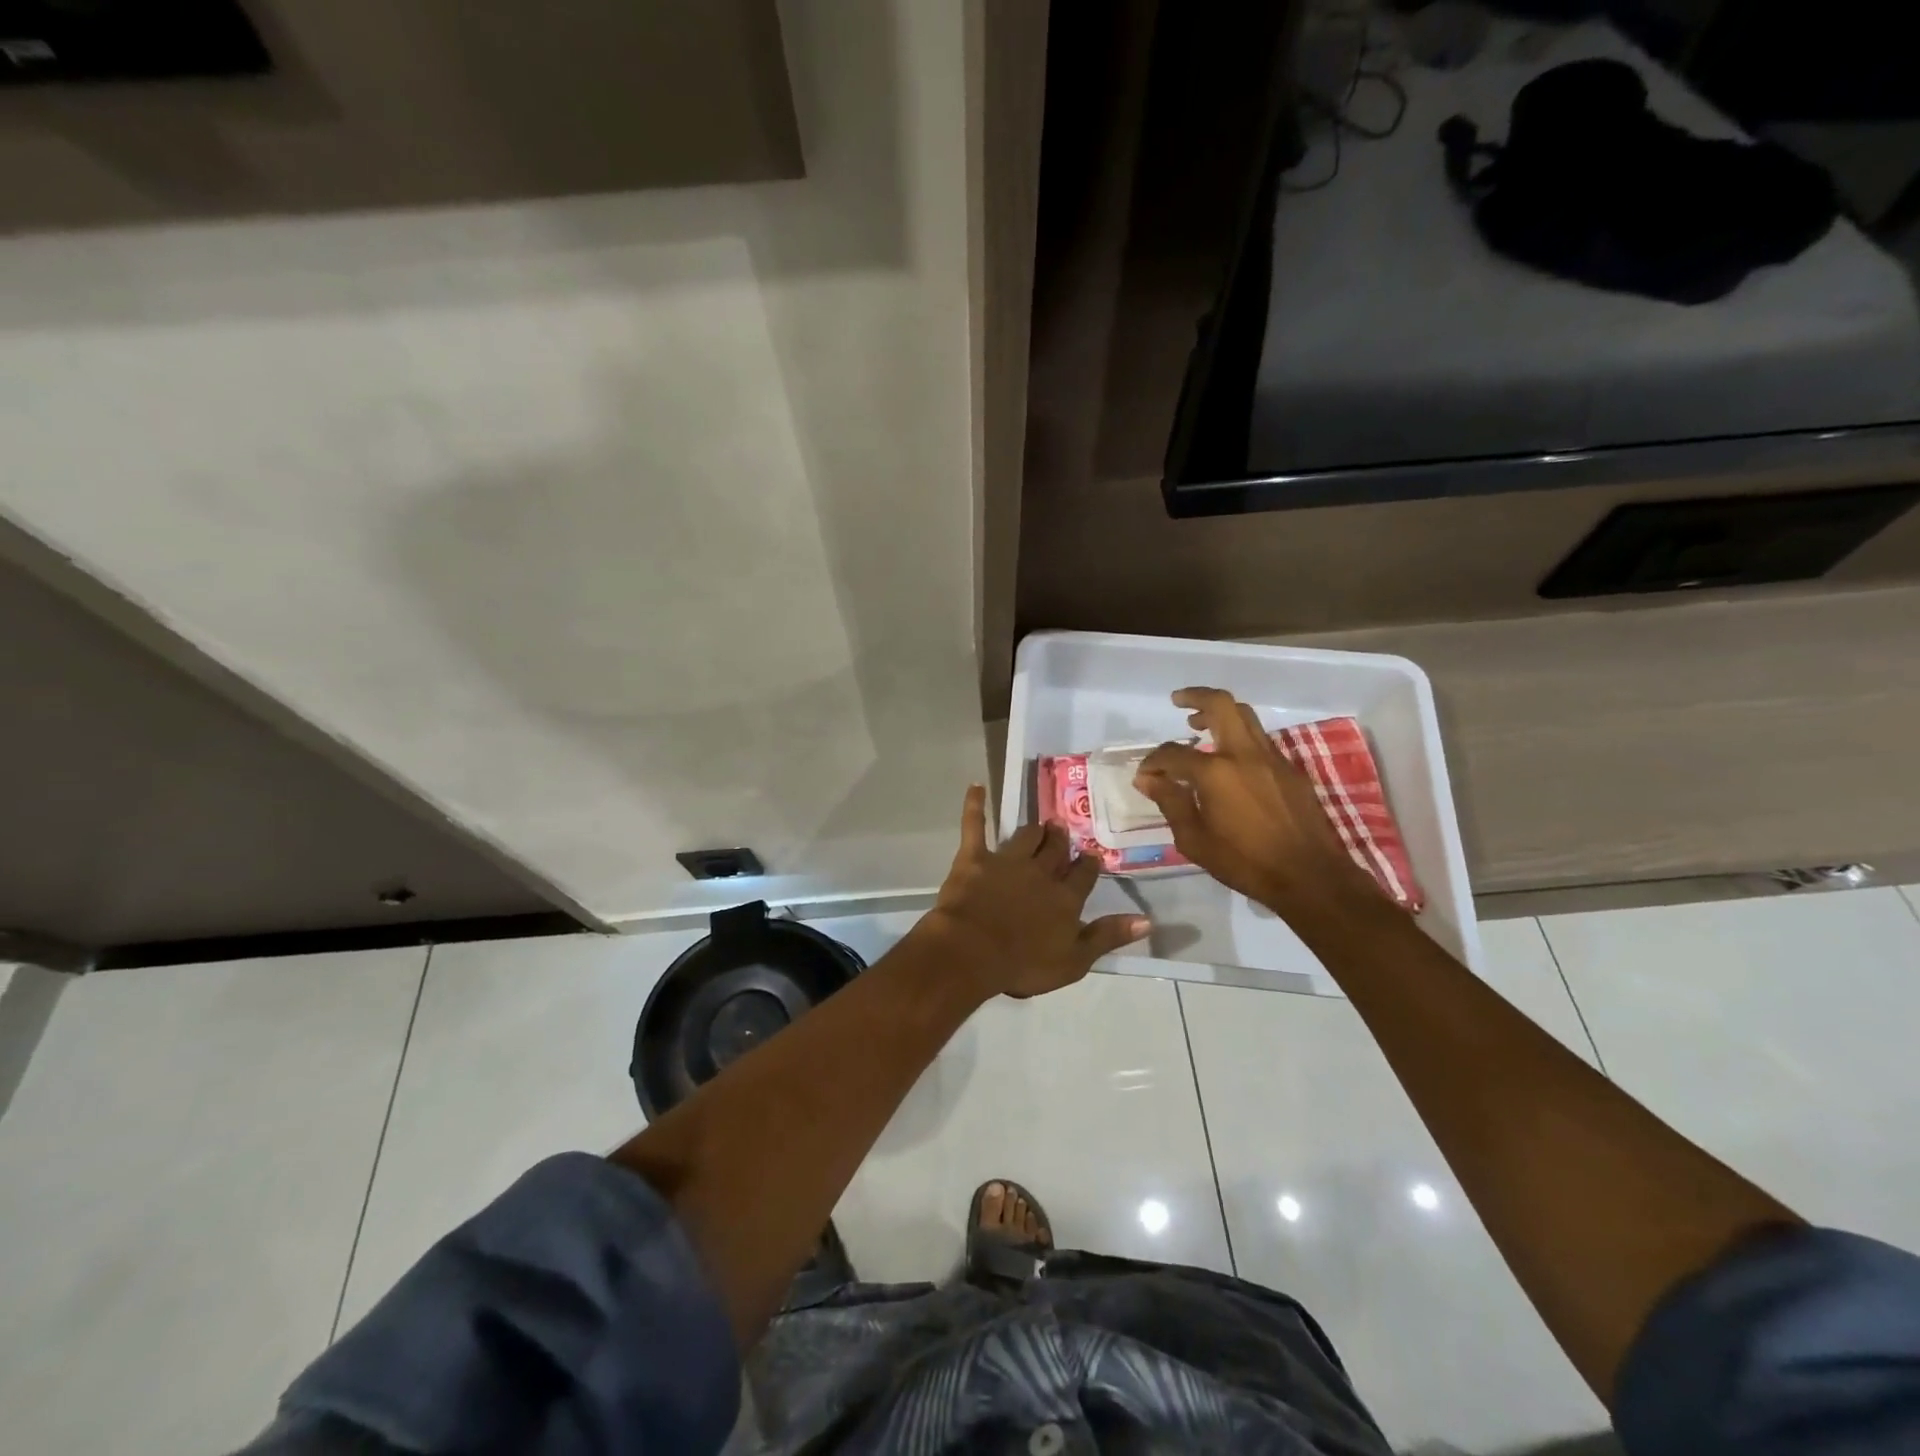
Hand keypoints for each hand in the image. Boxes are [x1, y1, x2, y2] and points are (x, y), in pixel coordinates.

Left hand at [916, 786, 1149, 999]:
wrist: (972, 950)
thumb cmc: (1023, 963)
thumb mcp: (1074, 960)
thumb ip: (1108, 936)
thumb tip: (1147, 920)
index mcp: (1065, 898)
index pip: (1084, 876)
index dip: (1089, 865)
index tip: (1093, 855)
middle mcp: (1040, 872)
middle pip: (1056, 851)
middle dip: (1062, 840)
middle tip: (1065, 828)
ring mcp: (1007, 861)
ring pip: (1026, 837)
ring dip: (1035, 830)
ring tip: (1042, 822)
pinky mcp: (974, 857)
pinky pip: (975, 825)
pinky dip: (975, 805)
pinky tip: (977, 787)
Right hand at [1133, 687, 1378, 915]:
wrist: (1310, 876)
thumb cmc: (1245, 862)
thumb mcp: (1195, 840)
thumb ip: (1171, 802)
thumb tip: (1148, 779)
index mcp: (1215, 773)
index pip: (1173, 753)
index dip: (1153, 761)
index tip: (1145, 774)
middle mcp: (1244, 754)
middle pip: (1221, 705)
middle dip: (1195, 697)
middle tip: (1177, 701)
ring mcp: (1272, 758)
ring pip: (1245, 717)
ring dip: (1220, 713)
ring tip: (1200, 725)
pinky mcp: (1290, 770)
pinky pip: (1260, 740)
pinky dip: (1239, 738)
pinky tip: (1230, 762)